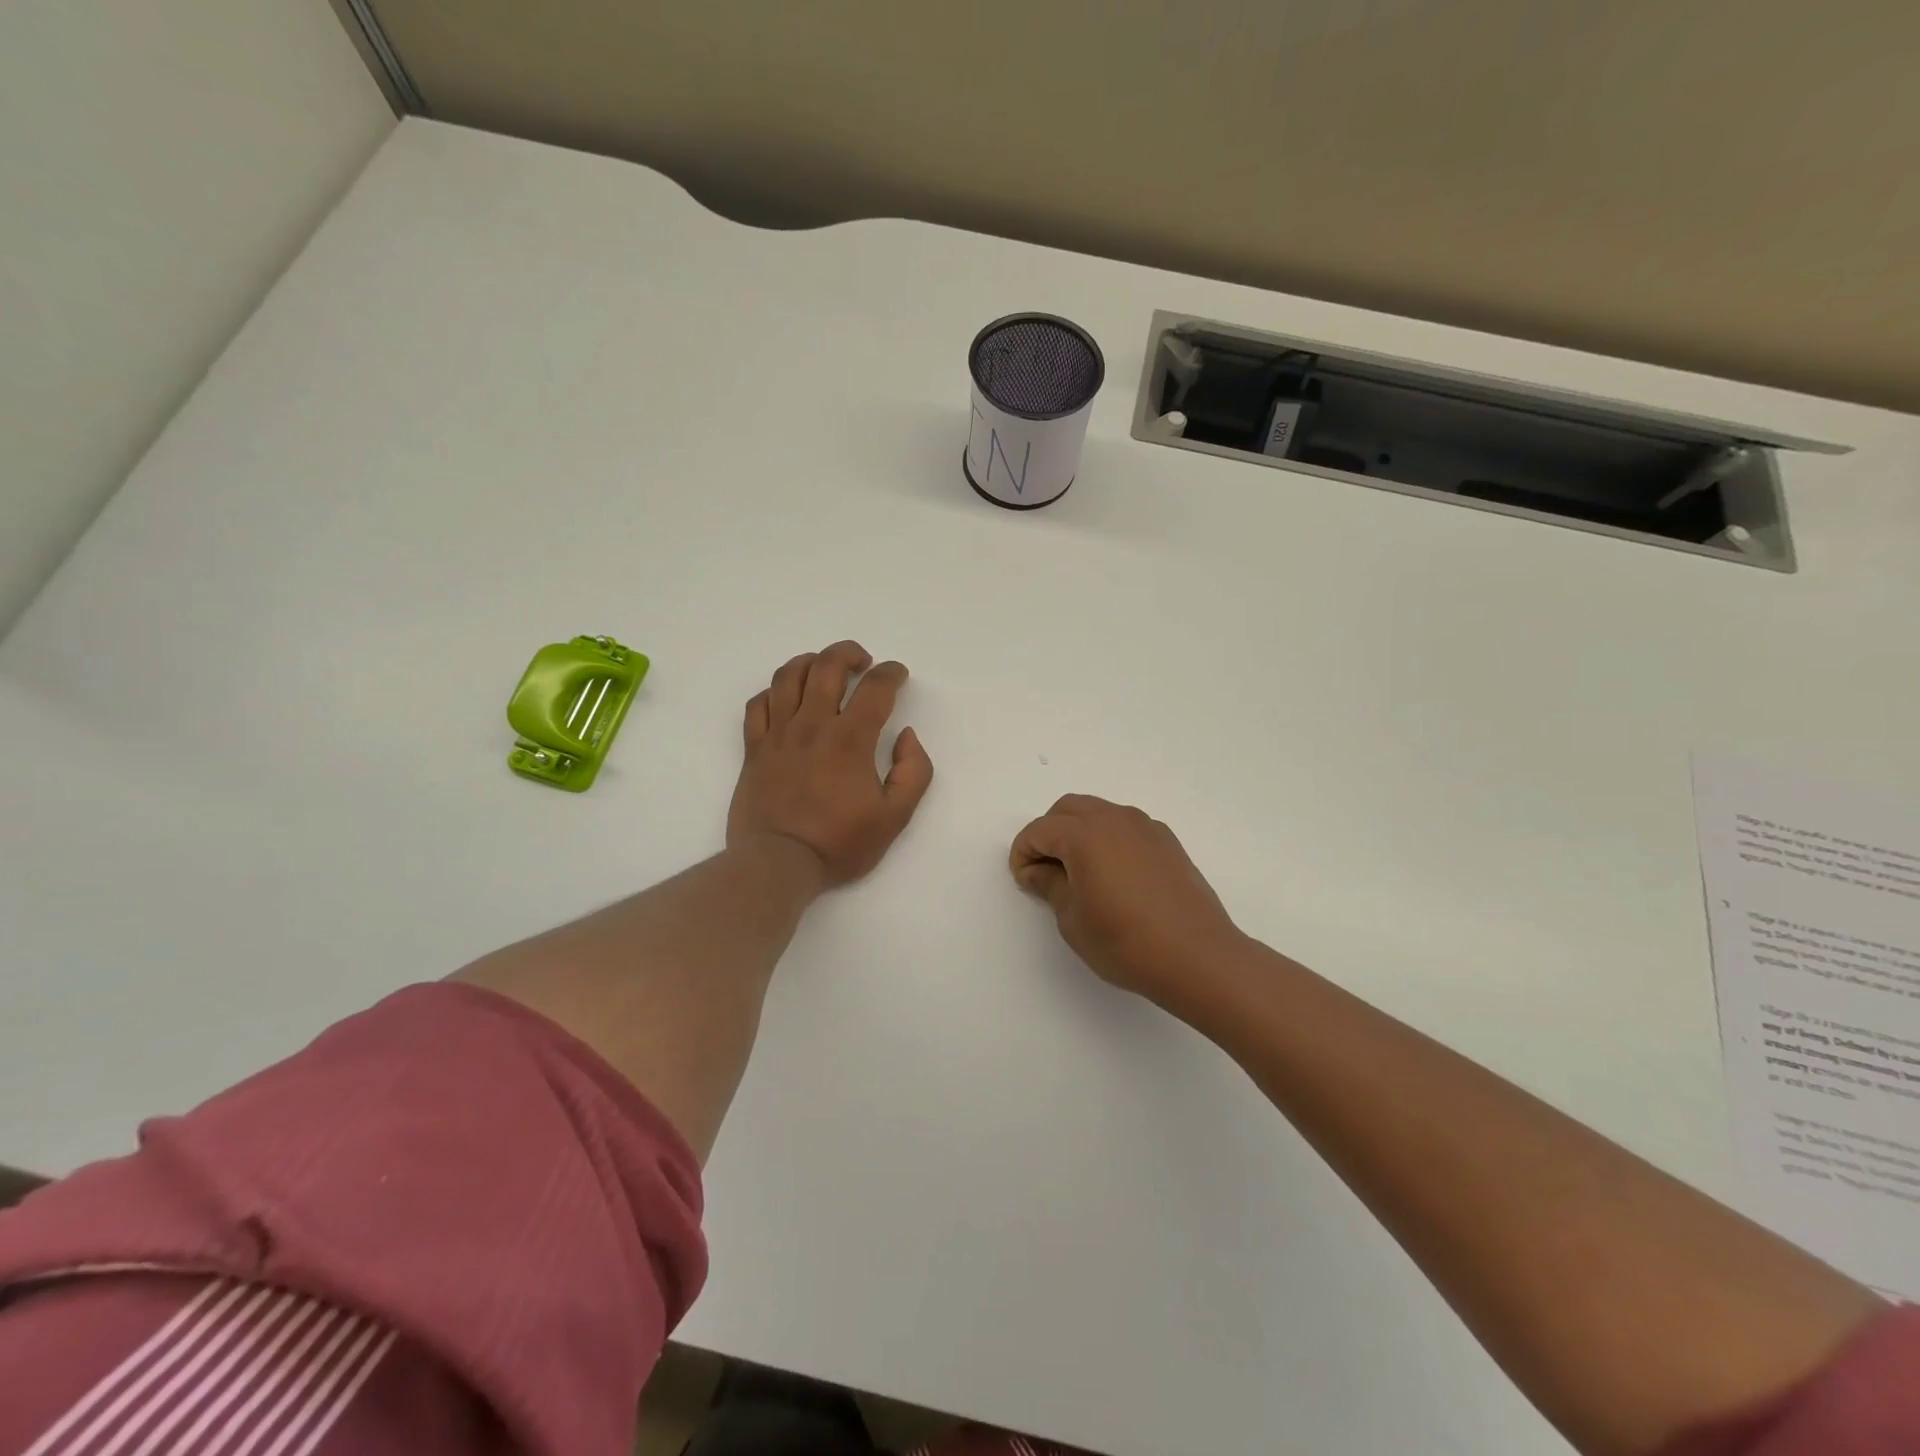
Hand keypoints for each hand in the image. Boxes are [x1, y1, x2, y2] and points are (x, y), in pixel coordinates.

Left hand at [728, 640, 934, 886]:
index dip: (891, 673)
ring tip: (824, 668)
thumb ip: (914, 771)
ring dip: (811, 662)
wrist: (778, 864)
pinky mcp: (754, 749)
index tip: (898, 675)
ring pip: (789, 676)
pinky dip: (774, 691)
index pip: (875, 688)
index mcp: (850, 739)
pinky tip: (786, 697)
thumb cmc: (839, 843)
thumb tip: (906, 736)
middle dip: (849, 653)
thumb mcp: (895, 816)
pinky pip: (758, 704)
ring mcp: (778, 734)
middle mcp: (813, 725)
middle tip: (863, 663)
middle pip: (828, 666)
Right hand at [1009, 794, 1245, 1006]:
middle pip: (1068, 810)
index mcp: (1085, 834)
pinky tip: (1112, 876)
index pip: (1040, 830)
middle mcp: (1115, 819)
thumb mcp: (1073, 919)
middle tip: (1045, 871)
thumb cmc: (1125, 942)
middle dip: (1049, 834)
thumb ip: (1050, 885)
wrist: (1198, 957)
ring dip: (1079, 832)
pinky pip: (1125, 827)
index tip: (1023, 880)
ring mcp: (1145, 827)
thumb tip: (1037, 871)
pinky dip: (1108, 839)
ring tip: (1078, 873)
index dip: (1023, 853)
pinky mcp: (1167, 842)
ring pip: (1099, 813)